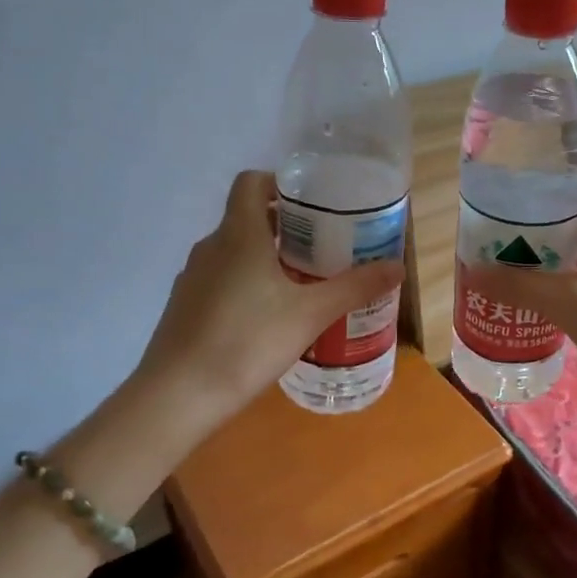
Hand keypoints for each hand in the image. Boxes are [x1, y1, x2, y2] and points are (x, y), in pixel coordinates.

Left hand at [134, 170, 403, 425]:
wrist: (178, 395)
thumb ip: (354, 287)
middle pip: (247, 218)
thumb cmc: (248, 341)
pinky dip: (246, 284)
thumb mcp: (311, 314)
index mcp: (239, 234)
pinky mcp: (184, 306)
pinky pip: (221, 280)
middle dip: (285, 227)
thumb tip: (398, 267)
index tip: (312, 203)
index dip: (279, 182)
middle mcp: (211, 247)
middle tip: (322, 247)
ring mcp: (192, 278)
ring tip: (302, 283)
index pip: (251, 182)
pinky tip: (268, 318)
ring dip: (265, 258)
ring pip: (234, 252)